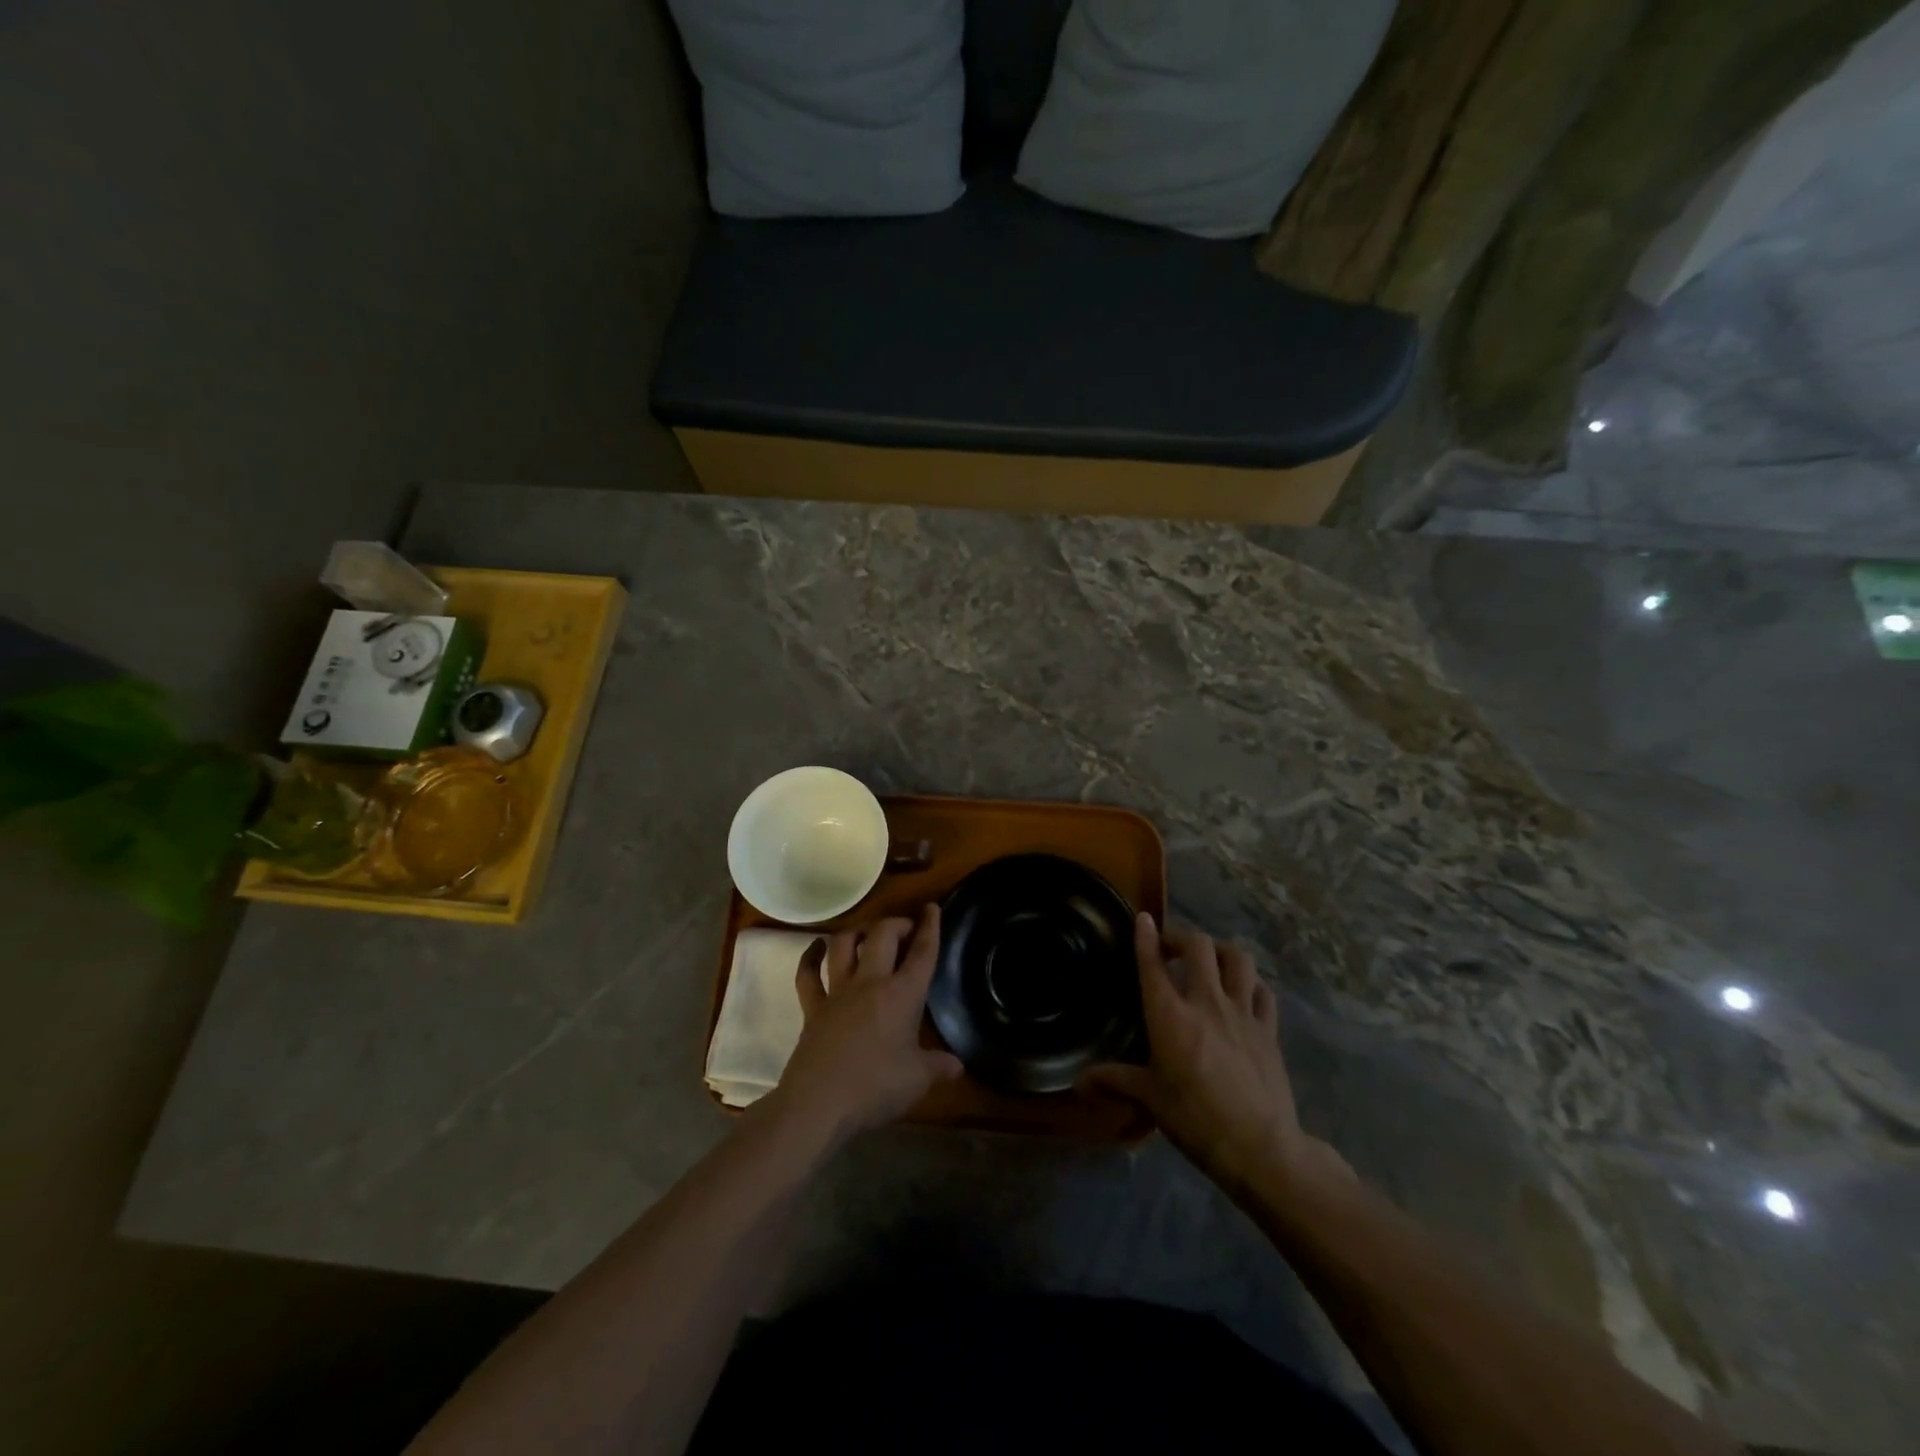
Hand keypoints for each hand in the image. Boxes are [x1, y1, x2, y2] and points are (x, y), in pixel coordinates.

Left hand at [769, 904, 962, 1142]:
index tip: (932, 907)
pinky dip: (810, 957)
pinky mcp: (812, 1008)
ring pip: (843, 945)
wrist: (819, 1105)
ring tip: (867, 933)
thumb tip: (957, 1066)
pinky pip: (807, 974)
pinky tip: (816, 948)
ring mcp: (837, 992)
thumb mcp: (917, 1080)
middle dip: (896, 924)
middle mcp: (870, 982)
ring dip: (857, 932)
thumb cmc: (876, 1088)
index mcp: (902, 994)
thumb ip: (938, 1067)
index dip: (930, 927)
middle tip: (906, 929)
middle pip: (882, 936)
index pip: (922, 953)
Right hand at [1079, 915, 1352, 1199]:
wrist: (1259, 1147)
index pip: (1153, 964)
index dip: (1146, 937)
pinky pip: (1263, 992)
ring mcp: (1242, 1013)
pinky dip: (1251, 983)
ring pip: (1237, 959)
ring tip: (1210, 959)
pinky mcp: (1268, 1030)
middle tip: (1171, 947)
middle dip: (1182, 937)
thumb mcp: (1150, 1099)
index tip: (1143, 919)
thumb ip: (1114, 1081)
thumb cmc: (1195, 1119)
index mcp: (1170, 1015)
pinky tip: (1245, 990)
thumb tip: (1077, 1083)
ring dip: (1220, 950)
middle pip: (1198, 946)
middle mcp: (1206, 1002)